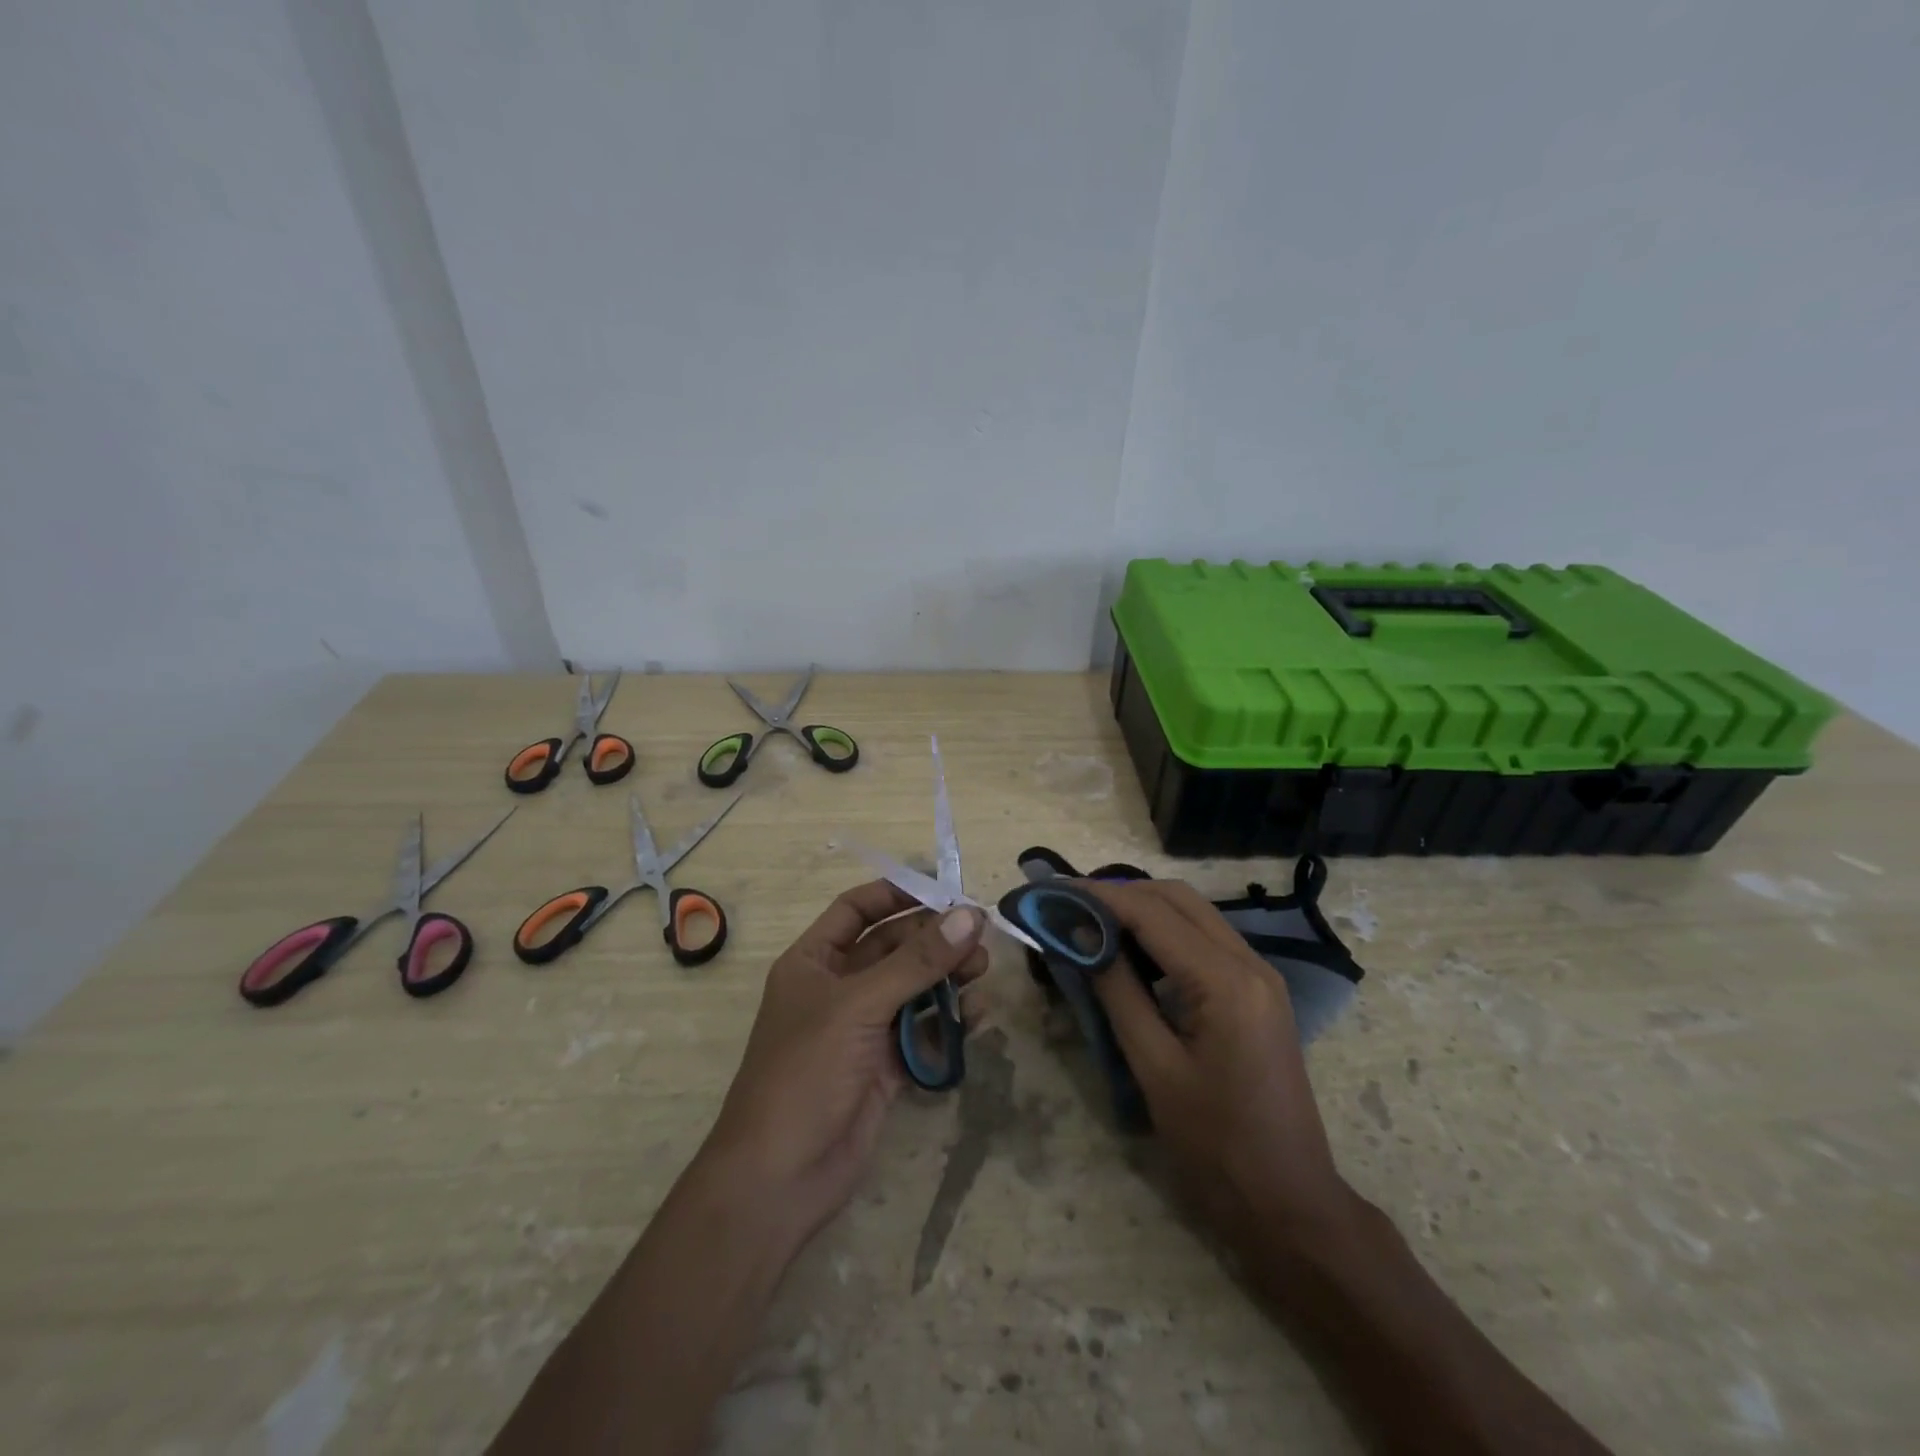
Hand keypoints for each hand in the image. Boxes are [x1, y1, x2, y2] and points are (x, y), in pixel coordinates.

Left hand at [703, 880, 987, 1248]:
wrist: (780, 1179)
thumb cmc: (806, 1073)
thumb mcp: (859, 1006)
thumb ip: (917, 961)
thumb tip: (970, 915)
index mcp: (814, 961)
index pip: (856, 909)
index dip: (896, 894)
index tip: (944, 888)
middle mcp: (838, 988)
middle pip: (893, 948)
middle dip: (934, 939)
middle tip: (979, 936)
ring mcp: (863, 1029)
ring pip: (913, 989)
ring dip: (947, 977)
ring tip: (982, 971)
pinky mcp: (885, 1067)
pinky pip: (923, 1031)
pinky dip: (950, 1021)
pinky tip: (978, 1016)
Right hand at [1080, 879, 1352, 1245]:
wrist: (1289, 1201)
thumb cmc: (1215, 1145)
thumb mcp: (1154, 1067)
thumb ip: (1117, 991)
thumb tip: (1081, 937)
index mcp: (1226, 981)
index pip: (1152, 912)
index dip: (1099, 896)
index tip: (1054, 892)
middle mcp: (1250, 963)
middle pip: (1178, 898)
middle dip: (1121, 894)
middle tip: (1071, 907)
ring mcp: (1261, 975)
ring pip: (1194, 913)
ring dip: (1143, 909)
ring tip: (1093, 924)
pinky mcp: (1259, 991)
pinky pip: (1206, 939)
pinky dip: (1166, 933)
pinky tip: (1133, 952)